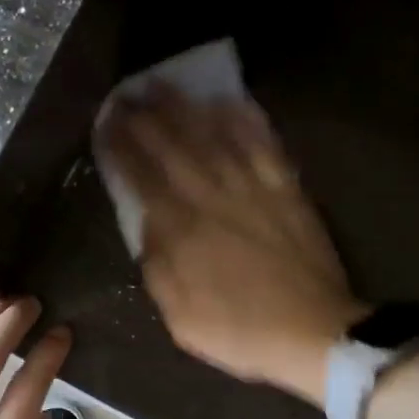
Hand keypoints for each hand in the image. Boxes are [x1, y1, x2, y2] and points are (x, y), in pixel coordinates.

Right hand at [99, 91, 364, 403]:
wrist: (314, 333)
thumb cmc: (240, 331)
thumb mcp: (181, 317)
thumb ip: (158, 267)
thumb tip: (147, 225)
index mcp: (182, 231)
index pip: (142, 178)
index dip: (121, 148)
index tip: (105, 124)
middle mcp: (213, 198)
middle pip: (173, 147)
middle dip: (145, 118)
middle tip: (126, 94)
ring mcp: (253, 189)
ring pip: (214, 137)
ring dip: (186, 108)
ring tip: (165, 84)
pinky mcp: (286, 189)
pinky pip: (263, 145)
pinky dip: (246, 120)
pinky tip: (231, 100)